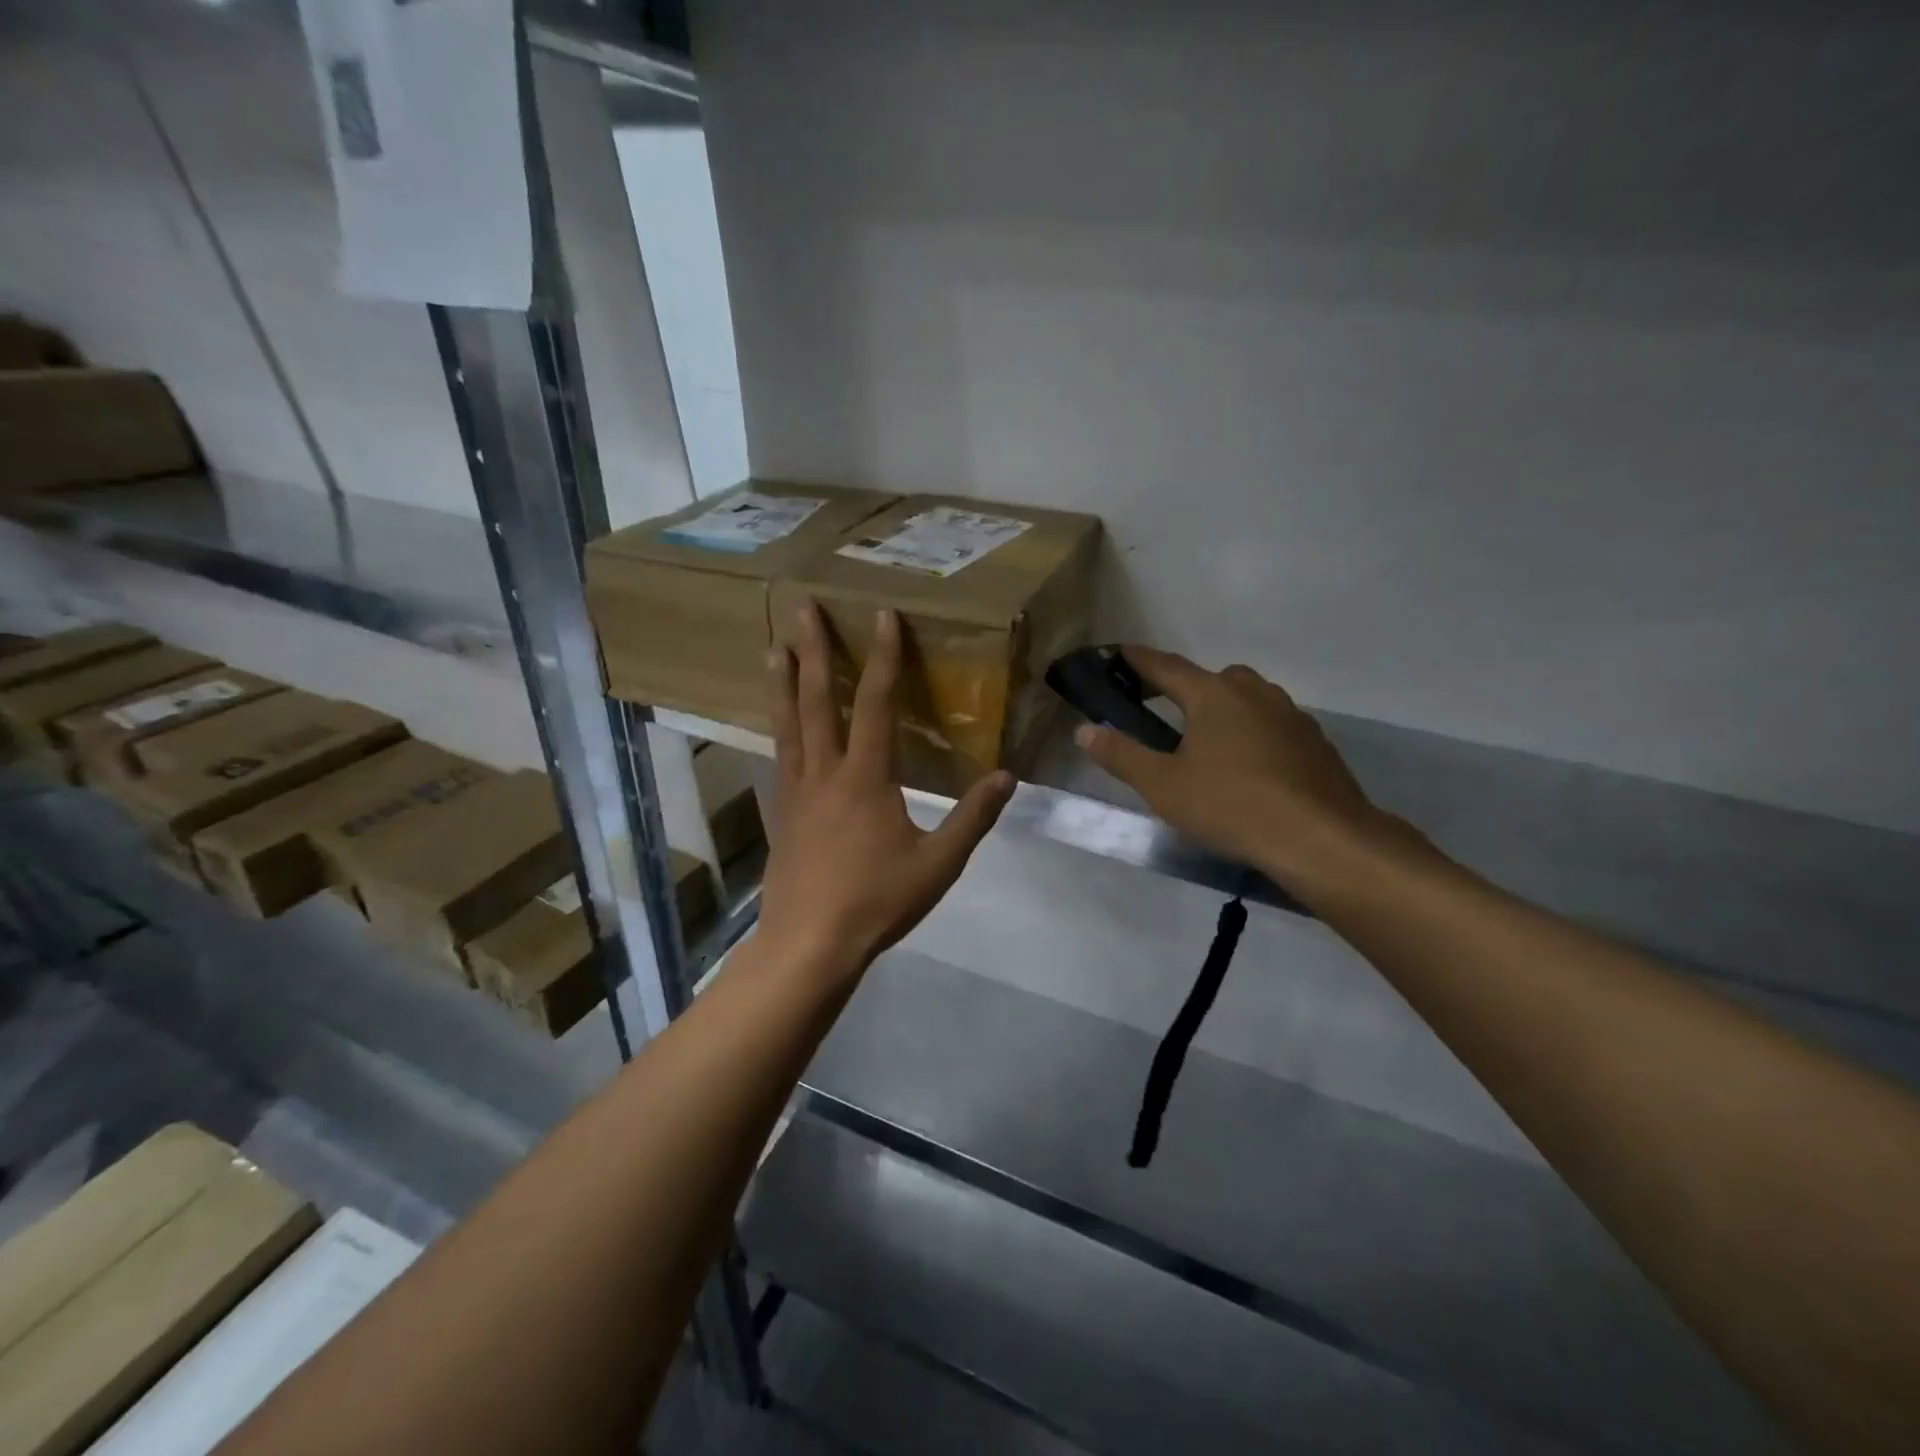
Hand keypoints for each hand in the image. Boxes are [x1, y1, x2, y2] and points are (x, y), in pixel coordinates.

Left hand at [757, 603, 1012, 979]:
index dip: (883, 657)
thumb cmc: (876, 901)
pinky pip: (780, 757)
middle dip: (813, 650)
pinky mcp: (781, 814)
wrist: (810, 944)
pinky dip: (778, 729)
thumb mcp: (938, 863)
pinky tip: (777, 725)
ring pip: (788, 725)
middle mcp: (825, 773)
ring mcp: (795, 792)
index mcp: (866, 778)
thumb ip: (972, 818)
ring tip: (774, 647)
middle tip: (802, 607)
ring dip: (783, 682)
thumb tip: (1006, 777)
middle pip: (816, 700)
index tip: (883, 617)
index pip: (875, 703)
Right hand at [1074, 648, 1409, 886]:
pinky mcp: (1314, 741)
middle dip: (1183, 688)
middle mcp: (1253, 692)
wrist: (1321, 838)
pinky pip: (1271, 725)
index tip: (1118, 653)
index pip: (1165, 666)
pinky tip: (1247, 767)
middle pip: (1210, 679)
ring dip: (1221, 710)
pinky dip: (1251, 733)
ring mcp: (1290, 714)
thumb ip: (1121, 755)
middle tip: (1160, 709)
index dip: (1138, 660)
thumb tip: (1084, 730)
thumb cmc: (1231, 805)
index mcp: (1213, 694)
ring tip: (1204, 742)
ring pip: (1246, 700)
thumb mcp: (1162, 785)